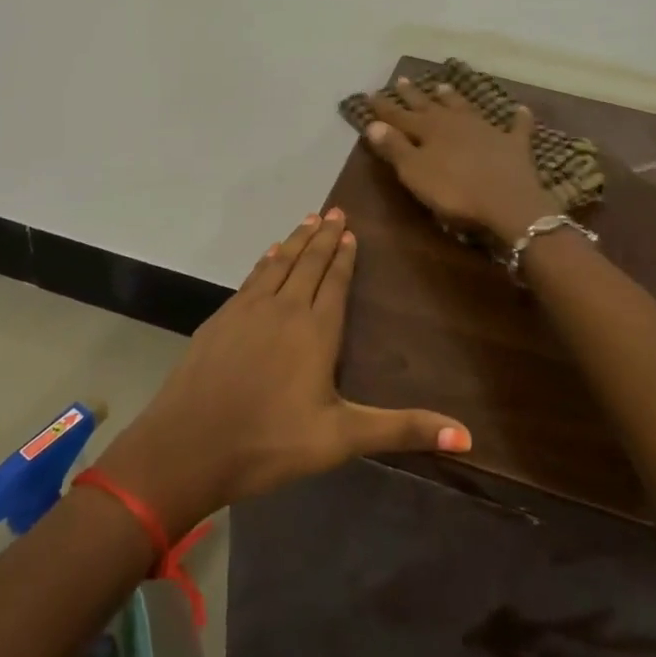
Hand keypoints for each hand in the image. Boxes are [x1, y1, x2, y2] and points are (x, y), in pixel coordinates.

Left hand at [98, 209, 471, 534]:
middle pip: (307, 263)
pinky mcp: (221, 319)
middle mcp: (283, 309)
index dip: (344, 256)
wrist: (188, 446)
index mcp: (315, 330)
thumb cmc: (270, 442)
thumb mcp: (342, 438)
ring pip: (278, 264)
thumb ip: (402, 429)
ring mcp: (247, 310)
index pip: (334, 281)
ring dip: (295, 240)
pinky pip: (251, 278)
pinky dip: (265, 261)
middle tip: (334, 210)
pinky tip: (268, 256)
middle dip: (322, 236)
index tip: (350, 230)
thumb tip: (467, 437)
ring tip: (307, 219)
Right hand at [363, 77, 559, 245]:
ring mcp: (487, 130)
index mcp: (429, 130)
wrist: (508, 202)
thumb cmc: (454, 190)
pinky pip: (516, 127)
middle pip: (430, 106)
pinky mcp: (514, 145)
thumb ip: (394, 148)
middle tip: (402, 80)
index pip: (400, 116)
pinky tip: (521, 110)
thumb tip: (373, 124)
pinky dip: (519, 119)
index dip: (385, 108)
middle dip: (414, 95)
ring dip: (453, 98)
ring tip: (442, 86)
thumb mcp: (415, 172)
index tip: (371, 95)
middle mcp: (455, 123)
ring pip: (465, 108)